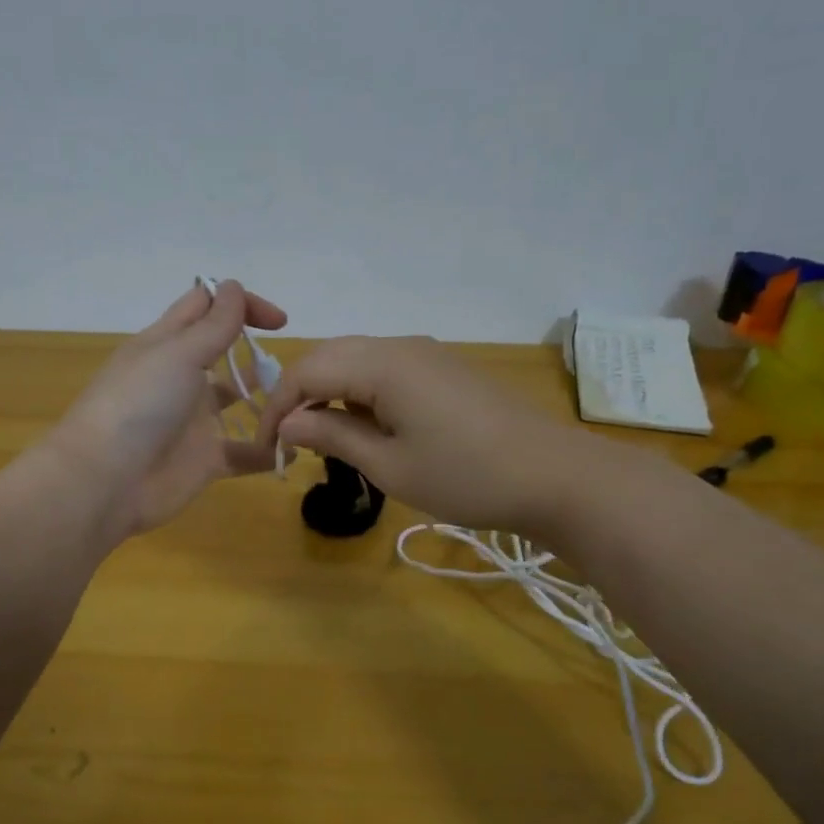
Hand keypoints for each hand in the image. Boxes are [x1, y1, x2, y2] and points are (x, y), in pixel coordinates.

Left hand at [47, 280, 286, 537]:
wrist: (105, 481)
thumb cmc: (139, 404)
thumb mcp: (178, 354)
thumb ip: (213, 324)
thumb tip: (233, 286)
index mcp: (167, 343)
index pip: (205, 307)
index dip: (240, 303)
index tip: (278, 322)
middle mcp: (181, 377)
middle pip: (224, 353)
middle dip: (257, 352)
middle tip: (296, 367)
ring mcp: (193, 420)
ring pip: (238, 402)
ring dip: (269, 400)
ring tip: (302, 403)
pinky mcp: (204, 460)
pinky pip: (244, 453)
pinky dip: (269, 451)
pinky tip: (294, 448)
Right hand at [256, 336, 600, 533]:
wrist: (555, 477)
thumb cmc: (466, 476)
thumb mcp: (389, 465)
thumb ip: (332, 435)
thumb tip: (286, 423)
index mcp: (382, 364)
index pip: (306, 372)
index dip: (277, 408)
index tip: (267, 449)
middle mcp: (399, 346)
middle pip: (328, 356)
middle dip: (298, 395)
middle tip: (288, 441)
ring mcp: (425, 354)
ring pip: (355, 359)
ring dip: (328, 392)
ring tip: (320, 437)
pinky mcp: (442, 368)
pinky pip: (383, 368)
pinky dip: (358, 391)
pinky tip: (363, 425)